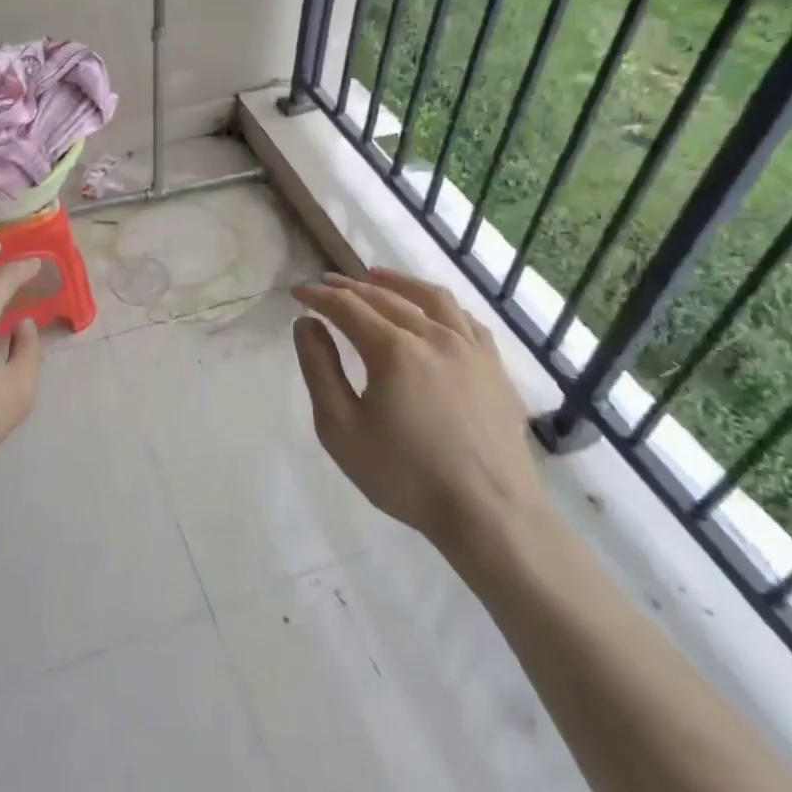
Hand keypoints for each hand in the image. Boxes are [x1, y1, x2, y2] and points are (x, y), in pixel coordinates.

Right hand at [291, 267, 552, 576]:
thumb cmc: (406, 476)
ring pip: (431, 298)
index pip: (347, 307)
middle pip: (385, 297)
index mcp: (394, 349)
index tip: (298, 292)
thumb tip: (306, 324)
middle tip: (327, 283)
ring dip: (397, 282)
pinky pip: (465, 319)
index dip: (319, 296)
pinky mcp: (494, 367)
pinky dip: (440, 305)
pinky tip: (432, 311)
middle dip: (350, 286)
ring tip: (376, 276)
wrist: (490, 514)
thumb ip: (320, 370)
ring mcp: (470, 348)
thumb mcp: (342, 429)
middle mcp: (433, 335)